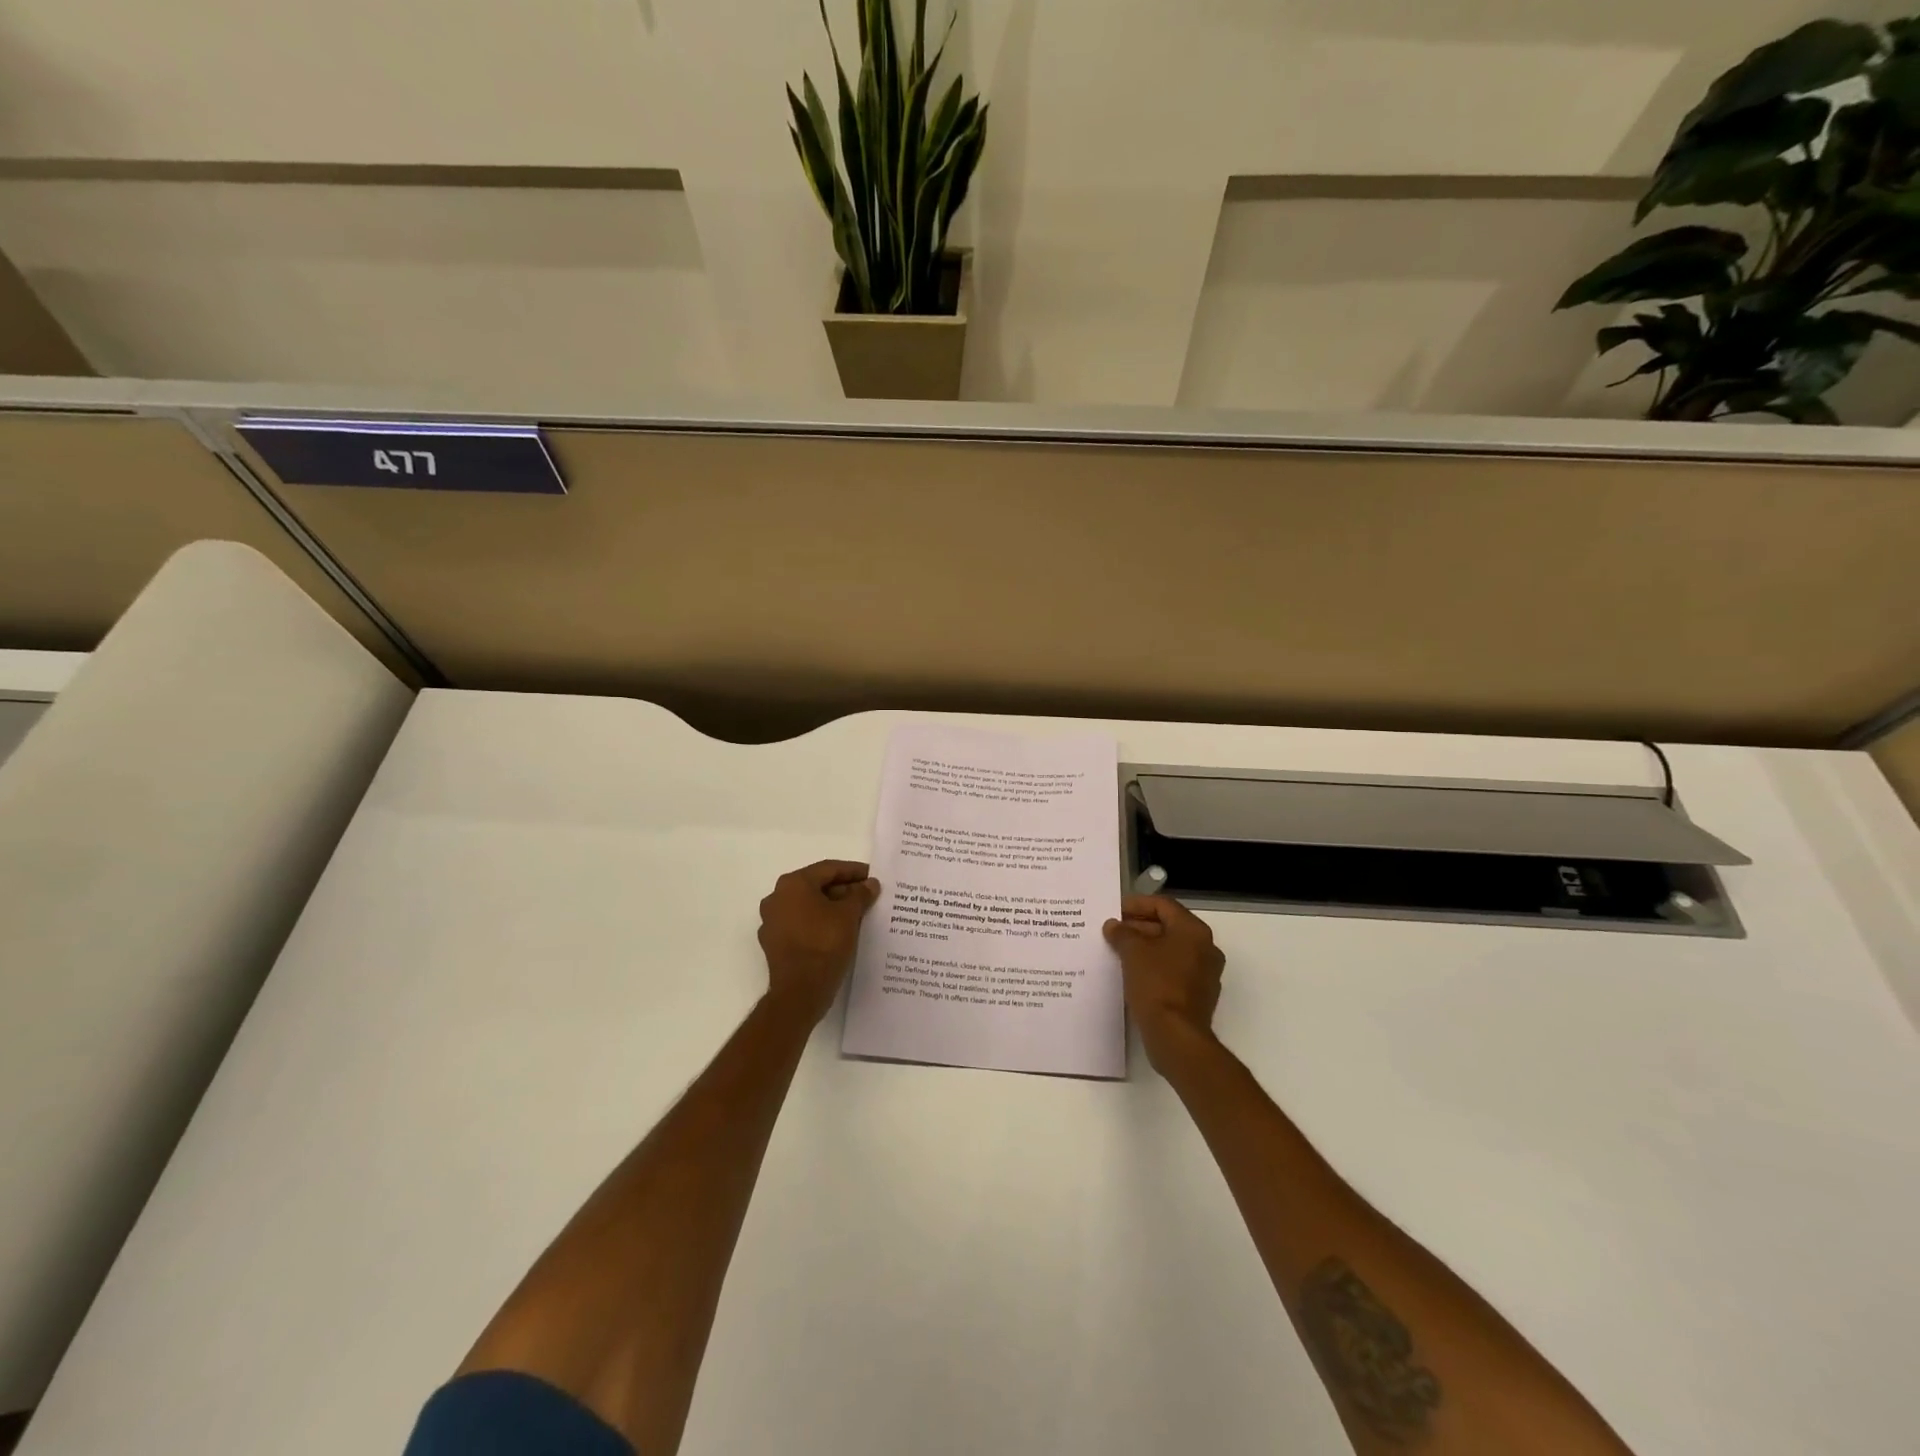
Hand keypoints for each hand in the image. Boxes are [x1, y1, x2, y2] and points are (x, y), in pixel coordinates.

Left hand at [757, 860, 880, 1022]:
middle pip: (816, 886)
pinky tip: (838, 932)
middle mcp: (777, 898)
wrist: (800, 991)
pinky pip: (801, 924)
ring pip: (808, 906)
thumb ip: (860, 894)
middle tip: (867, 895)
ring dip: (831, 907)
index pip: (828, 869)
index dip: (853, 871)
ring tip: (856, 913)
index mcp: (793, 884)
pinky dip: (819, 923)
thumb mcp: (849, 915)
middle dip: (843, 890)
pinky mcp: (774, 943)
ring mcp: (772, 922)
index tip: (872, 876)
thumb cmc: (824, 943)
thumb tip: (869, 884)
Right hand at [1103, 895, 1224, 1072]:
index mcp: (1194, 931)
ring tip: (1118, 951)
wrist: (1176, 1036)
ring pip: (1170, 950)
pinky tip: (1132, 973)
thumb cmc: (1156, 984)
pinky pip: (1173, 971)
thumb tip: (1114, 926)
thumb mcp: (1133, 952)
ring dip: (1145, 947)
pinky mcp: (1198, 996)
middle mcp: (1205, 948)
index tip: (1114, 910)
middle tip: (1113, 931)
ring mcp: (1204, 974)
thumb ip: (1122, 933)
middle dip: (1139, 927)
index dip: (1136, 904)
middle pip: (1168, 926)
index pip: (1163, 905)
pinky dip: (1153, 967)